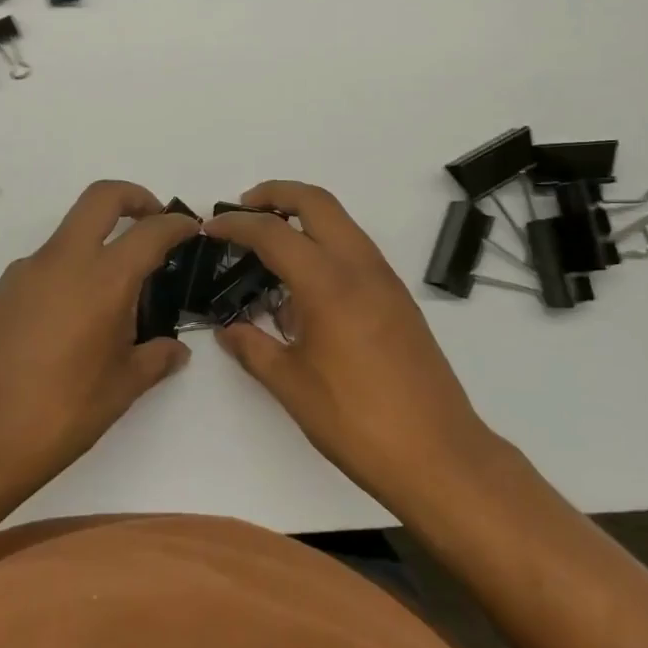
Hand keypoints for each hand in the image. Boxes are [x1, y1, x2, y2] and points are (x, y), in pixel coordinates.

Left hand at [0, 181, 200, 498]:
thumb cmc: (57, 415)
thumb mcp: (119, 390)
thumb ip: (154, 360)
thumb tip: (176, 350)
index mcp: (102, 280)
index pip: (150, 231)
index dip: (176, 224)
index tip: (190, 230)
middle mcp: (61, 262)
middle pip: (101, 198)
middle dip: (134, 197)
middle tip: (152, 223)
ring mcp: (23, 274)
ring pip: (68, 235)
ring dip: (96, 247)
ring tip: (111, 305)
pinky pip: (43, 269)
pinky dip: (66, 277)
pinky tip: (68, 328)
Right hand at [206, 182, 498, 514]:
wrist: (438, 452)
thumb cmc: (356, 420)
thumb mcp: (292, 385)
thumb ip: (253, 348)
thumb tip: (228, 330)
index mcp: (328, 282)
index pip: (273, 232)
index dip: (236, 224)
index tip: (210, 228)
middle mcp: (360, 266)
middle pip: (316, 201)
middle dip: (276, 194)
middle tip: (243, 211)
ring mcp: (385, 278)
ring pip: (341, 221)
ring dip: (304, 217)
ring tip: (270, 246)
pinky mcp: (398, 297)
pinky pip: (356, 249)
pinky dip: (326, 243)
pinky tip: (305, 285)